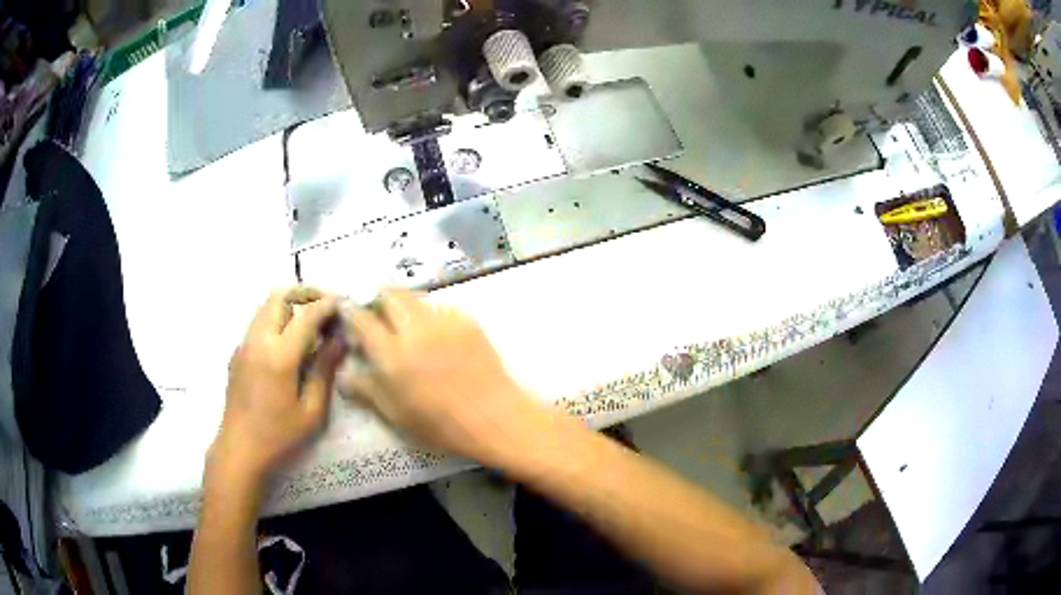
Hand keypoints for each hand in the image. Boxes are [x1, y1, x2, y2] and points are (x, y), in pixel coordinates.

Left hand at [210, 287, 344, 489]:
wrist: (239, 451)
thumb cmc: (279, 437)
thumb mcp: (312, 411)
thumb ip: (324, 371)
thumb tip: (339, 341)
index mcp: (279, 356)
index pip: (306, 315)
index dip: (327, 305)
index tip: (343, 304)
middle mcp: (258, 341)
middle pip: (279, 296)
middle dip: (304, 294)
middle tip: (325, 307)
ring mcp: (244, 345)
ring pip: (266, 307)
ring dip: (289, 305)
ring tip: (309, 323)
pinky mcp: (237, 354)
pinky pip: (258, 324)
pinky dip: (276, 320)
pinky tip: (288, 346)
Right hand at [339, 289, 549, 466]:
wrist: (494, 417)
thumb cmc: (441, 425)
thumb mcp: (396, 415)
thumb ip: (367, 390)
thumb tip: (344, 375)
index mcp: (392, 355)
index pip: (362, 319)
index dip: (351, 310)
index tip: (347, 308)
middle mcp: (414, 330)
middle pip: (390, 295)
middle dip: (379, 299)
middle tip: (379, 314)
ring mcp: (443, 322)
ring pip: (416, 298)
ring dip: (406, 305)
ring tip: (408, 323)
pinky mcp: (467, 321)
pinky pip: (442, 308)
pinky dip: (432, 316)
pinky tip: (438, 335)